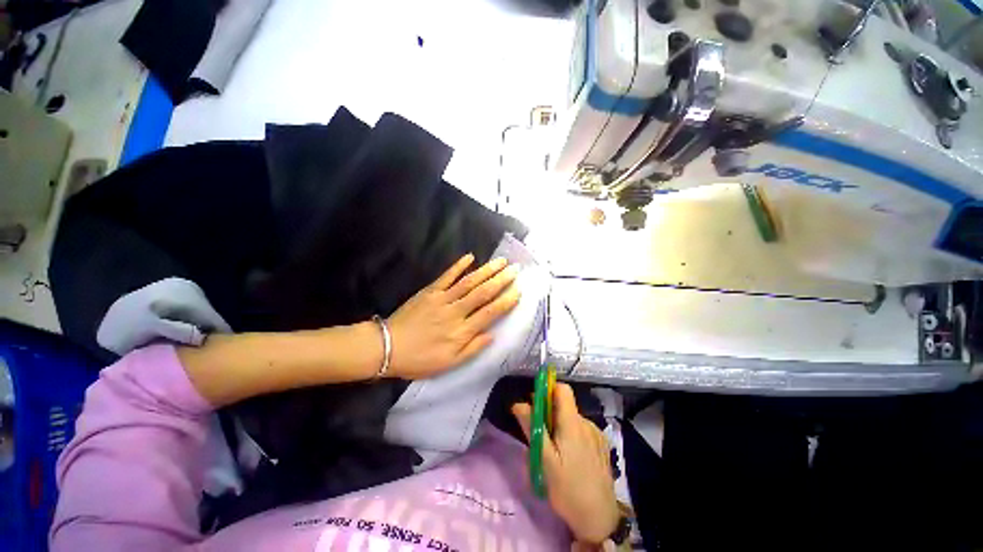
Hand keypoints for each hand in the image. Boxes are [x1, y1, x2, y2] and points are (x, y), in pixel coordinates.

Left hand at [386, 254, 520, 378]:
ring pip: (468, 282)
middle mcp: (456, 312)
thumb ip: (472, 349)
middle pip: (483, 293)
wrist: (387, 347)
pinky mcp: (429, 291)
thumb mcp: (449, 363)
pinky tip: (469, 256)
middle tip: (515, 269)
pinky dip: (458, 266)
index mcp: (462, 332)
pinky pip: (446, 276)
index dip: (506, 301)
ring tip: (501, 261)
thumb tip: (492, 335)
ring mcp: (442, 299)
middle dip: (501, 280)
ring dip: (486, 270)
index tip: (518, 290)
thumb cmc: (420, 359)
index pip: (490, 313)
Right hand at [513, 384, 620, 545]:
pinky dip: (570, 434)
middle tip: (537, 434)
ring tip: (551, 450)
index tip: (535, 404)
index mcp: (573, 423)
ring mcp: (596, 434)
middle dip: (548, 412)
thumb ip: (532, 428)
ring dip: (559, 425)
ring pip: (571, 418)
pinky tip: (567, 457)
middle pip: (565, 405)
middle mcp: (586, 423)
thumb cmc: (568, 489)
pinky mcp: (601, 445)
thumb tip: (519, 403)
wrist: (599, 519)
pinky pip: (581, 430)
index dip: (547, 390)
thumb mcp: (545, 461)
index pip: (562, 389)